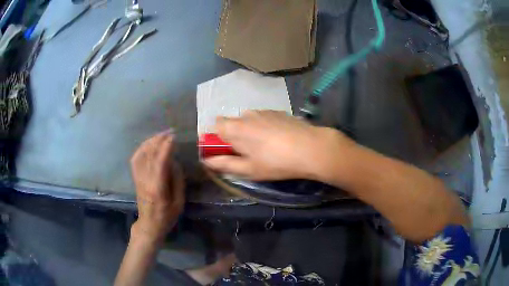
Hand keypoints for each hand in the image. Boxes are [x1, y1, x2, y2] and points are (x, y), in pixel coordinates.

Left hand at [130, 131, 184, 241]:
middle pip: (149, 154)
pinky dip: (141, 148)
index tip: (173, 137)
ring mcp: (138, 178)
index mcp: (157, 188)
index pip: (160, 162)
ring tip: (160, 135)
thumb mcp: (179, 202)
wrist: (149, 224)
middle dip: (159, 140)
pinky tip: (148, 144)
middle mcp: (145, 180)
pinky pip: (135, 159)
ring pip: (141, 154)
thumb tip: (174, 162)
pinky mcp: (135, 178)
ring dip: (150, 142)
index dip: (166, 147)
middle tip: (169, 132)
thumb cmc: (167, 216)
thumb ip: (177, 181)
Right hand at [203, 110, 355, 180]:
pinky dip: (264, 127)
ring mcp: (264, 111)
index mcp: (235, 128)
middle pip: (232, 122)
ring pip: (248, 120)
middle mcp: (247, 115)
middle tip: (246, 153)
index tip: (224, 150)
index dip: (216, 138)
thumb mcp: (248, 169)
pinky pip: (263, 118)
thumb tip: (207, 161)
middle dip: (233, 136)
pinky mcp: (278, 112)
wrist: (311, 148)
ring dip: (249, 131)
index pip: (214, 125)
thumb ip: (224, 164)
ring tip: (265, 147)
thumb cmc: (276, 162)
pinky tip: (278, 139)